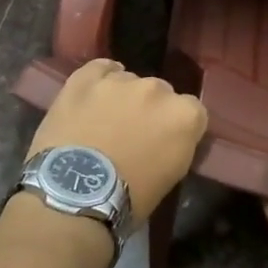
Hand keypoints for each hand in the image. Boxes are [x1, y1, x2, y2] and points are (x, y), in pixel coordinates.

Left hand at [29, 59, 207, 223]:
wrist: (75, 196)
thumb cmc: (129, 198)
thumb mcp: (170, 176)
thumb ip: (176, 145)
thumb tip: (166, 138)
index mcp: (184, 115)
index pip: (193, 111)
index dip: (178, 127)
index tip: (166, 142)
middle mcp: (157, 89)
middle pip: (161, 93)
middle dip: (151, 110)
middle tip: (134, 134)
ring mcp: (120, 80)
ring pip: (129, 80)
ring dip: (123, 97)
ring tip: (105, 121)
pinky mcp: (85, 79)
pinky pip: (99, 68)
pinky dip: (100, 77)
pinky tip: (95, 92)